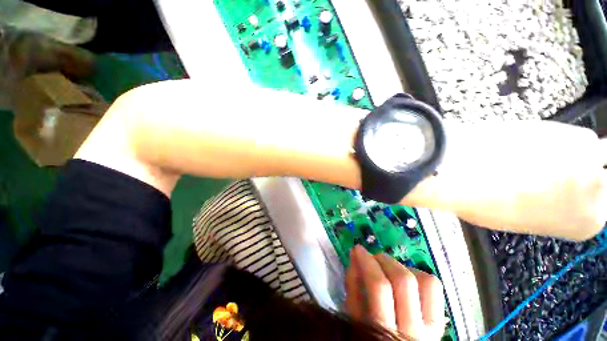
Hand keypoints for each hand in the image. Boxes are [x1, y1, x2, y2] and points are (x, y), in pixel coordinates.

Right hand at [345, 245, 444, 339]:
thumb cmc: (369, 339)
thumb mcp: (355, 318)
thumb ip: (353, 286)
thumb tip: (355, 255)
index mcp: (386, 331)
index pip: (379, 286)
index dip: (368, 262)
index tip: (358, 249)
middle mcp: (413, 330)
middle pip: (404, 280)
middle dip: (385, 260)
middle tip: (373, 256)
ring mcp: (432, 327)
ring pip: (425, 281)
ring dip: (402, 266)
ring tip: (388, 266)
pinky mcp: (440, 321)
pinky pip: (434, 287)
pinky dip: (418, 274)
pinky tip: (405, 277)